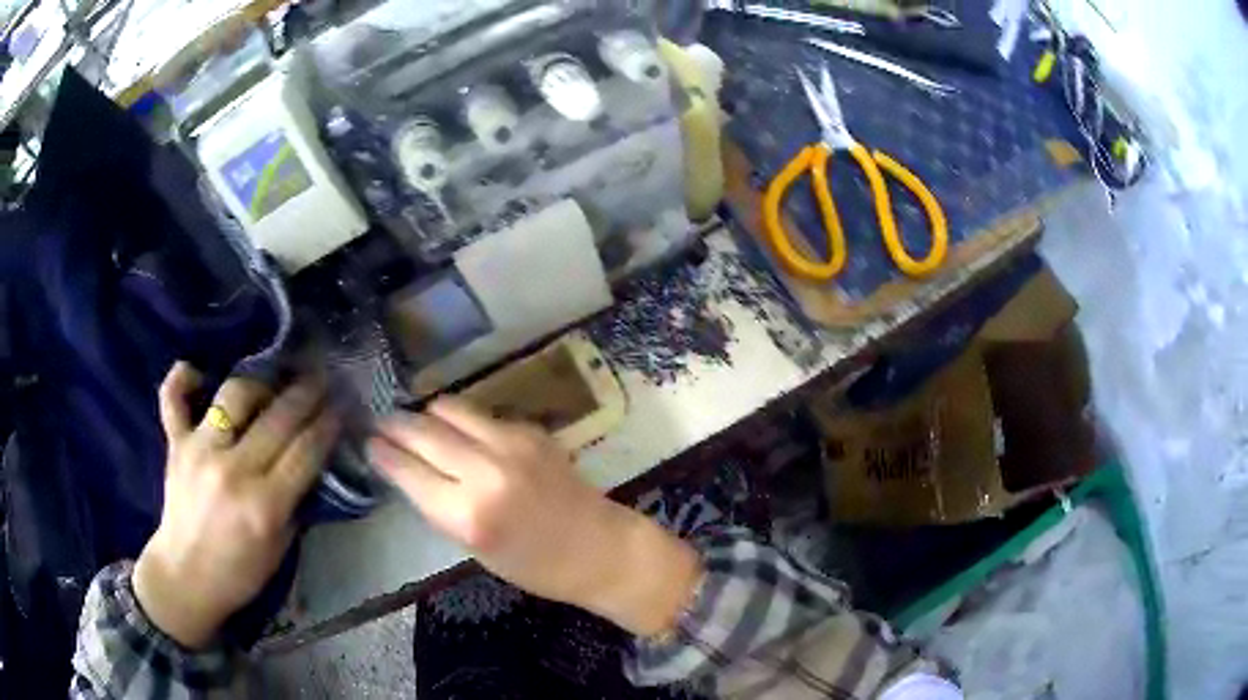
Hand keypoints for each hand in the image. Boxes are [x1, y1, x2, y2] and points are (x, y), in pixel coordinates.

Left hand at [133, 362, 339, 648]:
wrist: (186, 578)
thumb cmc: (240, 571)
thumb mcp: (281, 545)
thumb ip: (295, 500)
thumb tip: (311, 458)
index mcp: (264, 505)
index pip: (305, 450)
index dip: (327, 423)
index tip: (341, 406)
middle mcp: (232, 470)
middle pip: (278, 418)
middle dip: (306, 394)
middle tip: (321, 379)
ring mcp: (200, 451)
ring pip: (234, 395)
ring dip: (259, 383)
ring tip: (271, 382)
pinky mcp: (176, 445)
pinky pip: (173, 398)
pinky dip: (182, 380)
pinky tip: (197, 372)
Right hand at [367, 399, 701, 635]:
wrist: (599, 548)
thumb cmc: (534, 566)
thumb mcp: (474, 548)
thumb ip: (440, 506)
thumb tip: (408, 470)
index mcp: (467, 515)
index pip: (408, 471)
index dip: (383, 454)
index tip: (368, 444)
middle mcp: (485, 471)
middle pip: (423, 432)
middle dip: (395, 425)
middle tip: (380, 423)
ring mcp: (511, 444)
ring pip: (450, 409)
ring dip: (427, 415)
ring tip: (417, 422)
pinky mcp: (530, 430)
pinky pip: (482, 415)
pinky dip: (462, 421)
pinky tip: (459, 431)